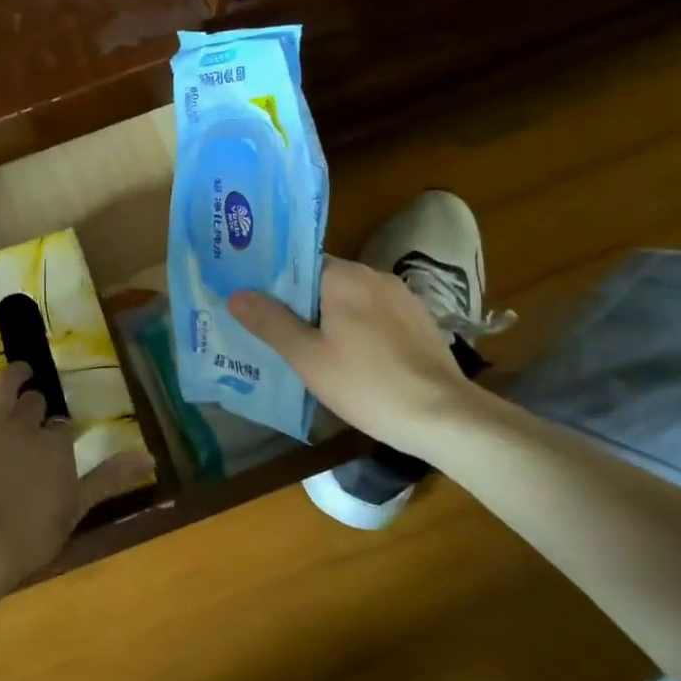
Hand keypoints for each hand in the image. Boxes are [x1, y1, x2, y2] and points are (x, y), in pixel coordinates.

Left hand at [0, 361, 153, 598]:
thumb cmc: (31, 537)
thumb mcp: (78, 508)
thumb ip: (111, 478)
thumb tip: (151, 457)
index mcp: (57, 447)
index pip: (65, 429)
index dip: (64, 433)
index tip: (63, 440)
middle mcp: (26, 428)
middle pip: (37, 406)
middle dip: (40, 406)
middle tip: (39, 413)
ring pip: (5, 390)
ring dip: (15, 375)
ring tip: (21, 369)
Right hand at [229, 256, 477, 453]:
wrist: (444, 416)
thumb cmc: (367, 384)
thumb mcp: (307, 357)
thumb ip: (270, 322)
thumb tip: (236, 294)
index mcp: (345, 276)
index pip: (299, 264)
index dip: (274, 283)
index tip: (254, 303)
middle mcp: (375, 276)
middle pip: (324, 282)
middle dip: (300, 304)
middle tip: (272, 331)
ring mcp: (402, 298)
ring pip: (351, 301)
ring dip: (330, 319)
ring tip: (307, 349)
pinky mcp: (419, 322)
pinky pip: (376, 317)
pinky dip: (358, 330)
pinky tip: (350, 360)